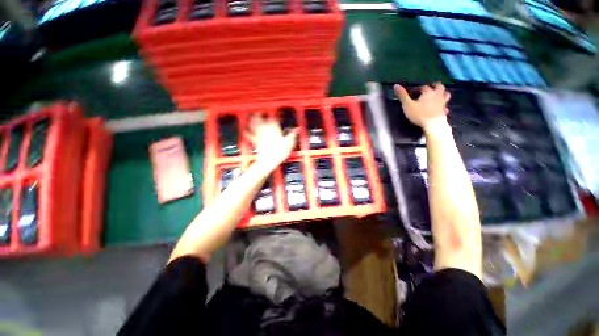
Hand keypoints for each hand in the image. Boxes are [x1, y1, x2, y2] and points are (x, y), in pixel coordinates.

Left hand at [245, 114, 297, 172]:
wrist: (269, 161)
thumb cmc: (280, 152)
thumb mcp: (289, 143)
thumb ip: (292, 135)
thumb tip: (297, 129)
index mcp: (274, 129)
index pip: (273, 118)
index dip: (274, 115)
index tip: (275, 114)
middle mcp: (265, 129)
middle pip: (260, 118)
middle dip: (259, 114)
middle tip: (260, 111)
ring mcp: (259, 135)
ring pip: (254, 124)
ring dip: (252, 120)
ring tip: (252, 116)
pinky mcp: (255, 141)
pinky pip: (249, 135)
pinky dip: (247, 132)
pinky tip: (245, 130)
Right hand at [394, 82, 450, 130]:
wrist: (433, 124)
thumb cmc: (419, 114)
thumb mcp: (407, 105)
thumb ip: (402, 95)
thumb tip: (396, 85)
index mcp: (428, 92)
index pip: (424, 87)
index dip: (419, 88)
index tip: (414, 91)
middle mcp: (437, 95)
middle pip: (439, 86)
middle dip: (434, 86)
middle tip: (430, 88)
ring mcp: (442, 102)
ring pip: (446, 94)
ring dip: (442, 93)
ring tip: (438, 95)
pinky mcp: (444, 110)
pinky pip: (445, 106)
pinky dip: (444, 105)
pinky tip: (442, 108)